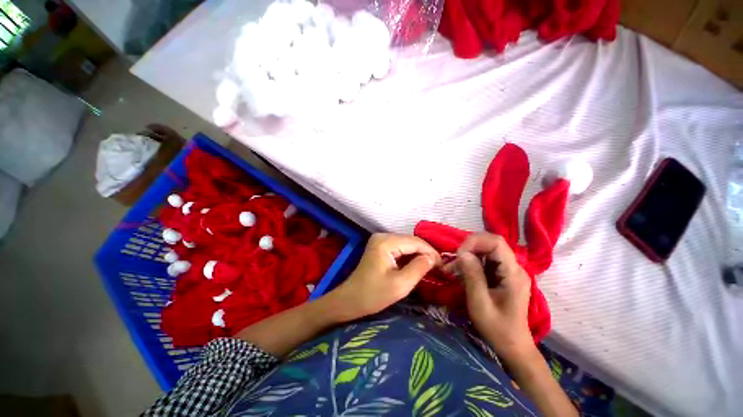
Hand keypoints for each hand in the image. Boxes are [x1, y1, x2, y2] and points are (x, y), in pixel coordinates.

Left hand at [328, 233, 440, 320]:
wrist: (350, 300)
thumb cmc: (373, 295)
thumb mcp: (400, 285)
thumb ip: (419, 268)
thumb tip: (433, 258)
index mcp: (386, 242)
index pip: (416, 242)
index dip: (431, 253)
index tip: (443, 267)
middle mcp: (383, 236)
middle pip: (412, 241)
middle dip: (426, 254)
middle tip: (439, 269)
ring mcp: (381, 240)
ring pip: (407, 245)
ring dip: (419, 255)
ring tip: (432, 268)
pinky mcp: (381, 247)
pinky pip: (401, 248)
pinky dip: (410, 257)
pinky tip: (418, 266)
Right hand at [450, 233, 533, 359]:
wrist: (513, 346)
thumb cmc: (497, 328)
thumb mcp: (480, 304)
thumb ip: (472, 276)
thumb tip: (463, 253)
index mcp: (513, 273)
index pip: (496, 243)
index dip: (475, 242)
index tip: (459, 255)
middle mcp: (515, 267)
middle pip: (491, 243)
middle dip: (469, 247)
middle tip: (454, 261)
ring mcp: (509, 270)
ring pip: (487, 250)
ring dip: (468, 255)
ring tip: (453, 268)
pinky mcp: (503, 275)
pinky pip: (486, 260)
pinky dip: (471, 262)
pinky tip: (460, 272)